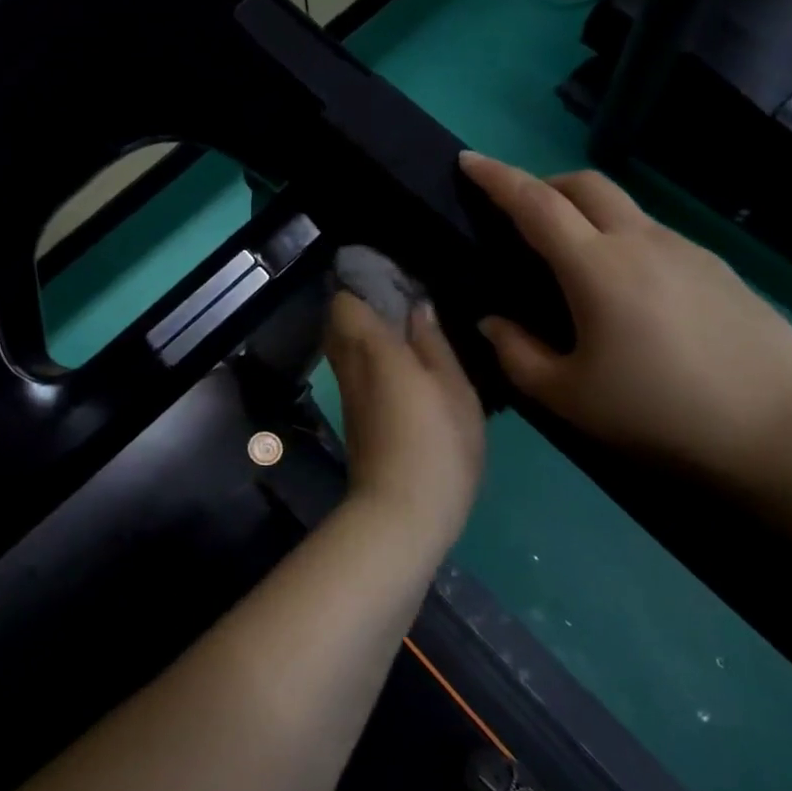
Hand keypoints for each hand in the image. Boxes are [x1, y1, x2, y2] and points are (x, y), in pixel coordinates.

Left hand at [323, 290, 484, 542]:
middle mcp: (349, 366)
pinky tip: (401, 366)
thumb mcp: (454, 389)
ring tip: (406, 332)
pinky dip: (368, 359)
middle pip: (337, 321)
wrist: (400, 513)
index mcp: (372, 349)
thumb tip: (416, 307)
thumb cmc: (437, 445)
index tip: (390, 277)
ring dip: (365, 333)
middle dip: (361, 305)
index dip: (360, 284)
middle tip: (401, 302)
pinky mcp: (352, 418)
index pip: (343, 301)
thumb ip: (433, 343)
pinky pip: (353, 371)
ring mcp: (347, 394)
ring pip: (343, 347)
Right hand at [459, 152, 791, 486]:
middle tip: (520, 213)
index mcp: (597, 267)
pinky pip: (657, 237)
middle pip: (586, 184)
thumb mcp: (565, 396)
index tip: (469, 160)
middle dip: (544, 184)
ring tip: (574, 261)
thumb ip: (516, 353)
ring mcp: (689, 251)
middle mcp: (642, 242)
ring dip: (587, 214)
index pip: (535, 203)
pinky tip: (630, 293)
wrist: (777, 432)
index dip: (497, 177)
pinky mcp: (720, 269)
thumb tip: (493, 322)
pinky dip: (624, 242)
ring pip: (625, 208)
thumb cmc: (656, 412)